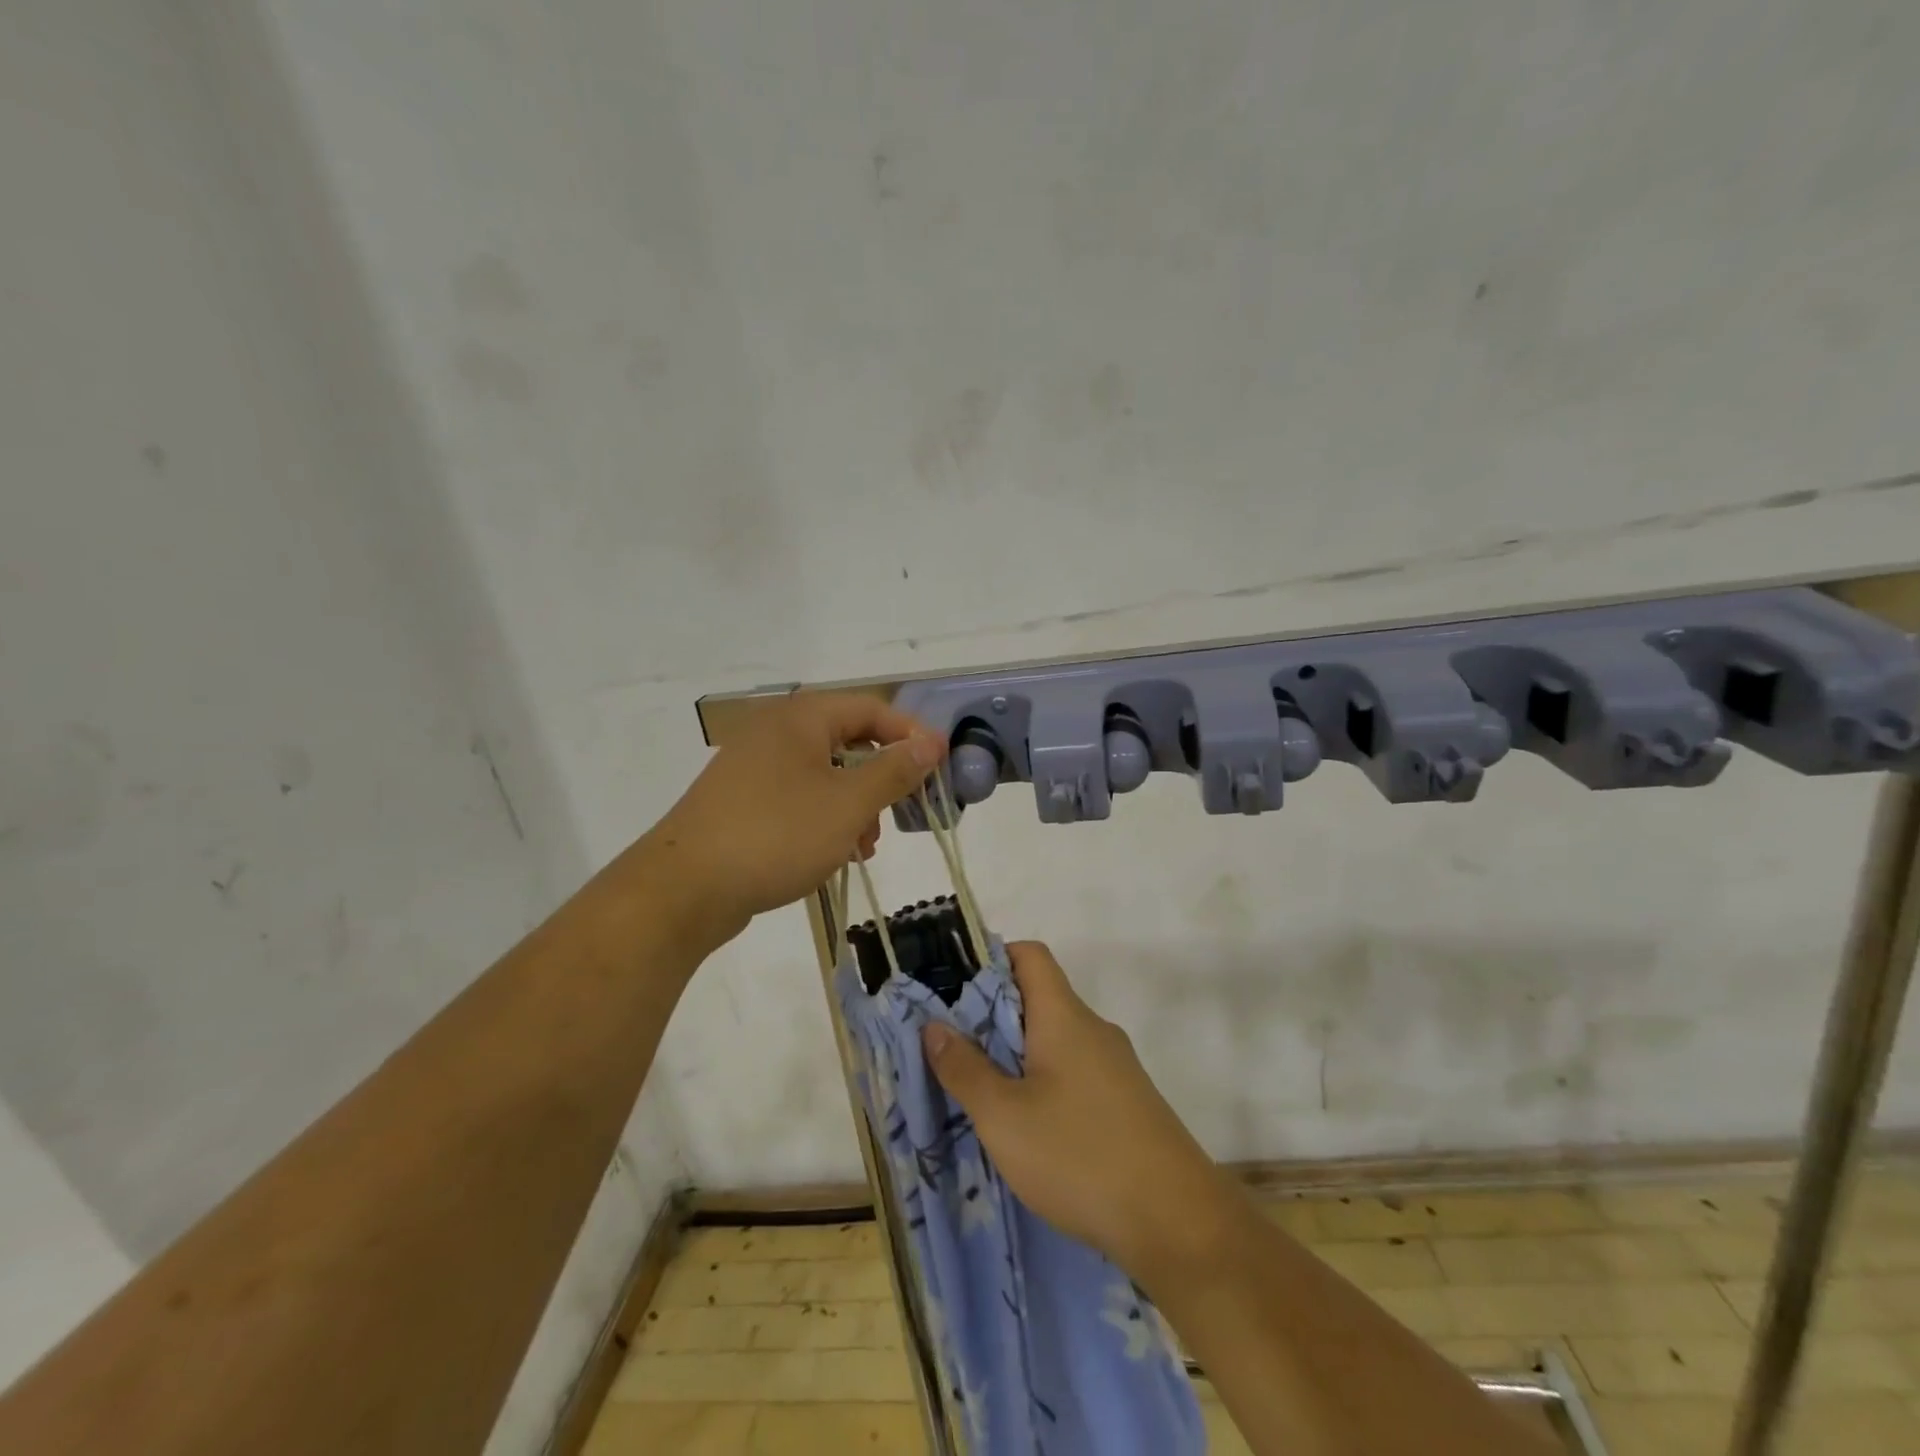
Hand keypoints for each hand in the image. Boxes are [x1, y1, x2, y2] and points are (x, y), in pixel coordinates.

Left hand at [647, 692, 945, 944]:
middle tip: (902, 810)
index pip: (870, 709)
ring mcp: (754, 769)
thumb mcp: (848, 805)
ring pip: (824, 776)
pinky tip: (833, 854)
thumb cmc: (776, 835)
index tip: (938, 767)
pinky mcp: (742, 803)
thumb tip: (930, 743)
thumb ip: (893, 772)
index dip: (909, 735)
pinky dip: (824, 819)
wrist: (684, 889)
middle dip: (880, 778)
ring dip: (854, 806)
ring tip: (864, 845)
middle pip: (847, 742)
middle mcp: (775, 733)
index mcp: (801, 719)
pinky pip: (798, 799)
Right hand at [922, 942, 1238, 1281]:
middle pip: (1038, 998)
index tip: (952, 989)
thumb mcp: (1004, 1117)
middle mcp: (1093, 1029)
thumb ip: (965, 1069)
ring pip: (1055, 1040)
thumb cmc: (1080, 1156)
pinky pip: (1074, 1072)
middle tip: (951, 1048)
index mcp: (1064, 1016)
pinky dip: (1043, 1082)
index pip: (1029, 955)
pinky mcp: (1127, 1102)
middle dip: (992, 1016)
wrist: (1178, 1223)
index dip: (990, 959)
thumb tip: (933, 1025)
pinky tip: (1026, 1126)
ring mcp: (1116, 1067)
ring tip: (980, 1091)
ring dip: (1016, 1055)